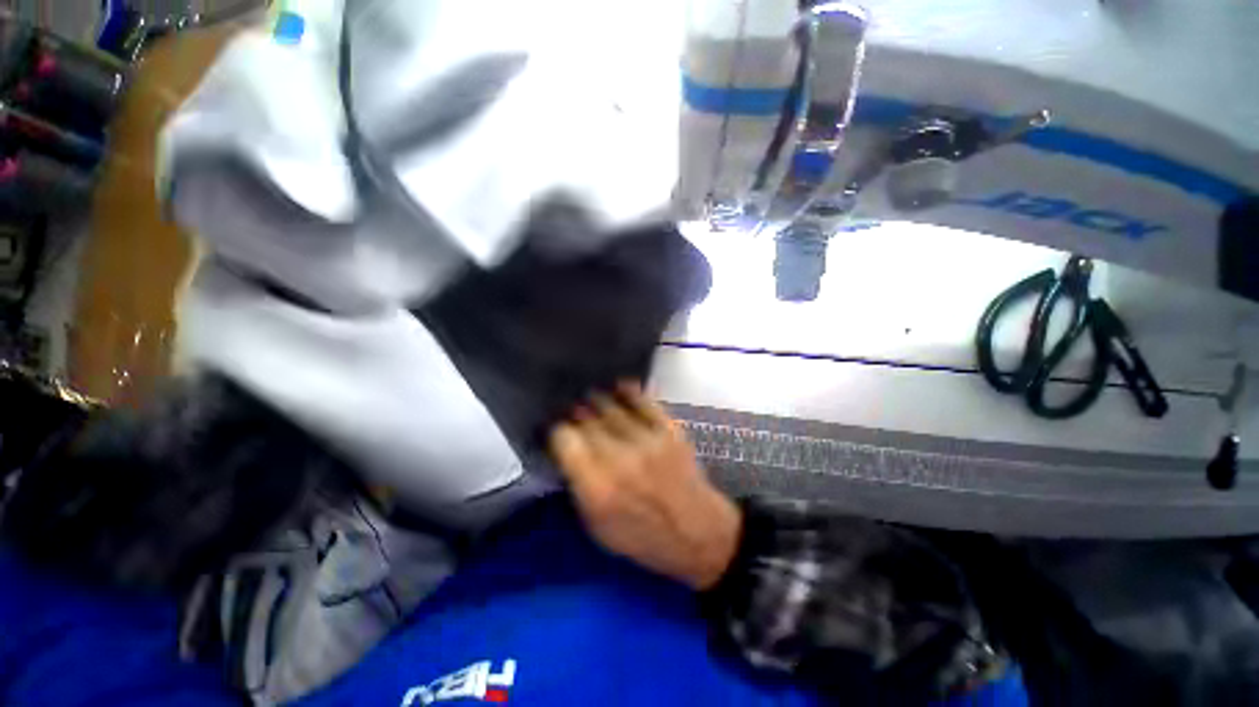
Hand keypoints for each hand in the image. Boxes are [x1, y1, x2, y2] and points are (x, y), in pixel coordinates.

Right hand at [548, 383, 740, 589]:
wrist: (695, 531)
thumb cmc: (642, 536)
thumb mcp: (597, 527)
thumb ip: (578, 486)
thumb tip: (567, 451)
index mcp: (597, 487)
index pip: (565, 440)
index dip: (556, 432)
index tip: (556, 432)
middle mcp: (618, 458)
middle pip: (585, 420)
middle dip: (574, 414)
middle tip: (571, 412)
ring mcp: (645, 440)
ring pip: (610, 406)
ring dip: (595, 399)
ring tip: (590, 397)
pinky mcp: (668, 429)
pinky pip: (643, 401)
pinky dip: (628, 391)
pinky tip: (618, 386)